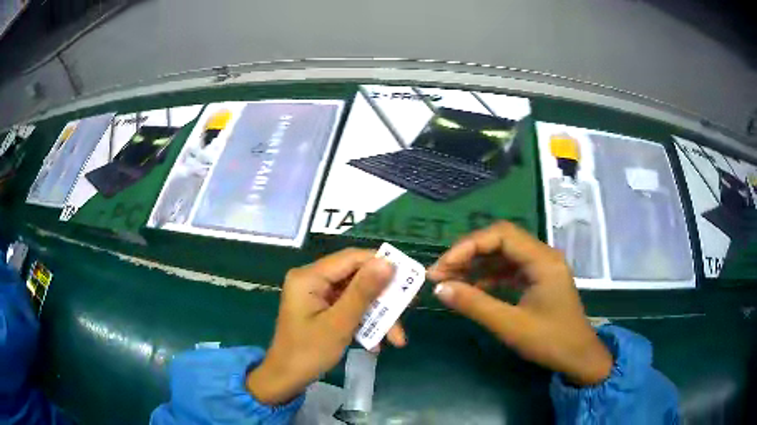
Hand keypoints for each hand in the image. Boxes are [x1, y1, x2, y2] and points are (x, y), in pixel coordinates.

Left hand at [246, 249, 405, 404]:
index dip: (381, 264)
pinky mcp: (321, 308)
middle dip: (382, 298)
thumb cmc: (309, 352)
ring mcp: (317, 295)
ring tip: (396, 339)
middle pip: (356, 278)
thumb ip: (363, 292)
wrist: (286, 379)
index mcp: (309, 277)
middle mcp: (312, 279)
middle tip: (408, 308)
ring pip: (356, 295)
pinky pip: (348, 307)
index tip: (408, 277)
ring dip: (376, 315)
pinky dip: (364, 322)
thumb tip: (388, 263)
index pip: (351, 258)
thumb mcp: (339, 323)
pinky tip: (376, 343)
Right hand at [427, 221, 611, 385]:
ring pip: (503, 255)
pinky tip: (472, 289)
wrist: (578, 358)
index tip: (443, 267)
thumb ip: (475, 305)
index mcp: (542, 260)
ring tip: (450, 280)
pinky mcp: (538, 280)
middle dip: (469, 253)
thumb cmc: (550, 341)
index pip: (501, 235)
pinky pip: (509, 270)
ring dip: (476, 264)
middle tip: (441, 273)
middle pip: (500, 240)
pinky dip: (489, 276)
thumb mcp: (511, 325)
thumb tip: (439, 288)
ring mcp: (541, 268)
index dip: (468, 246)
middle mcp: (542, 256)